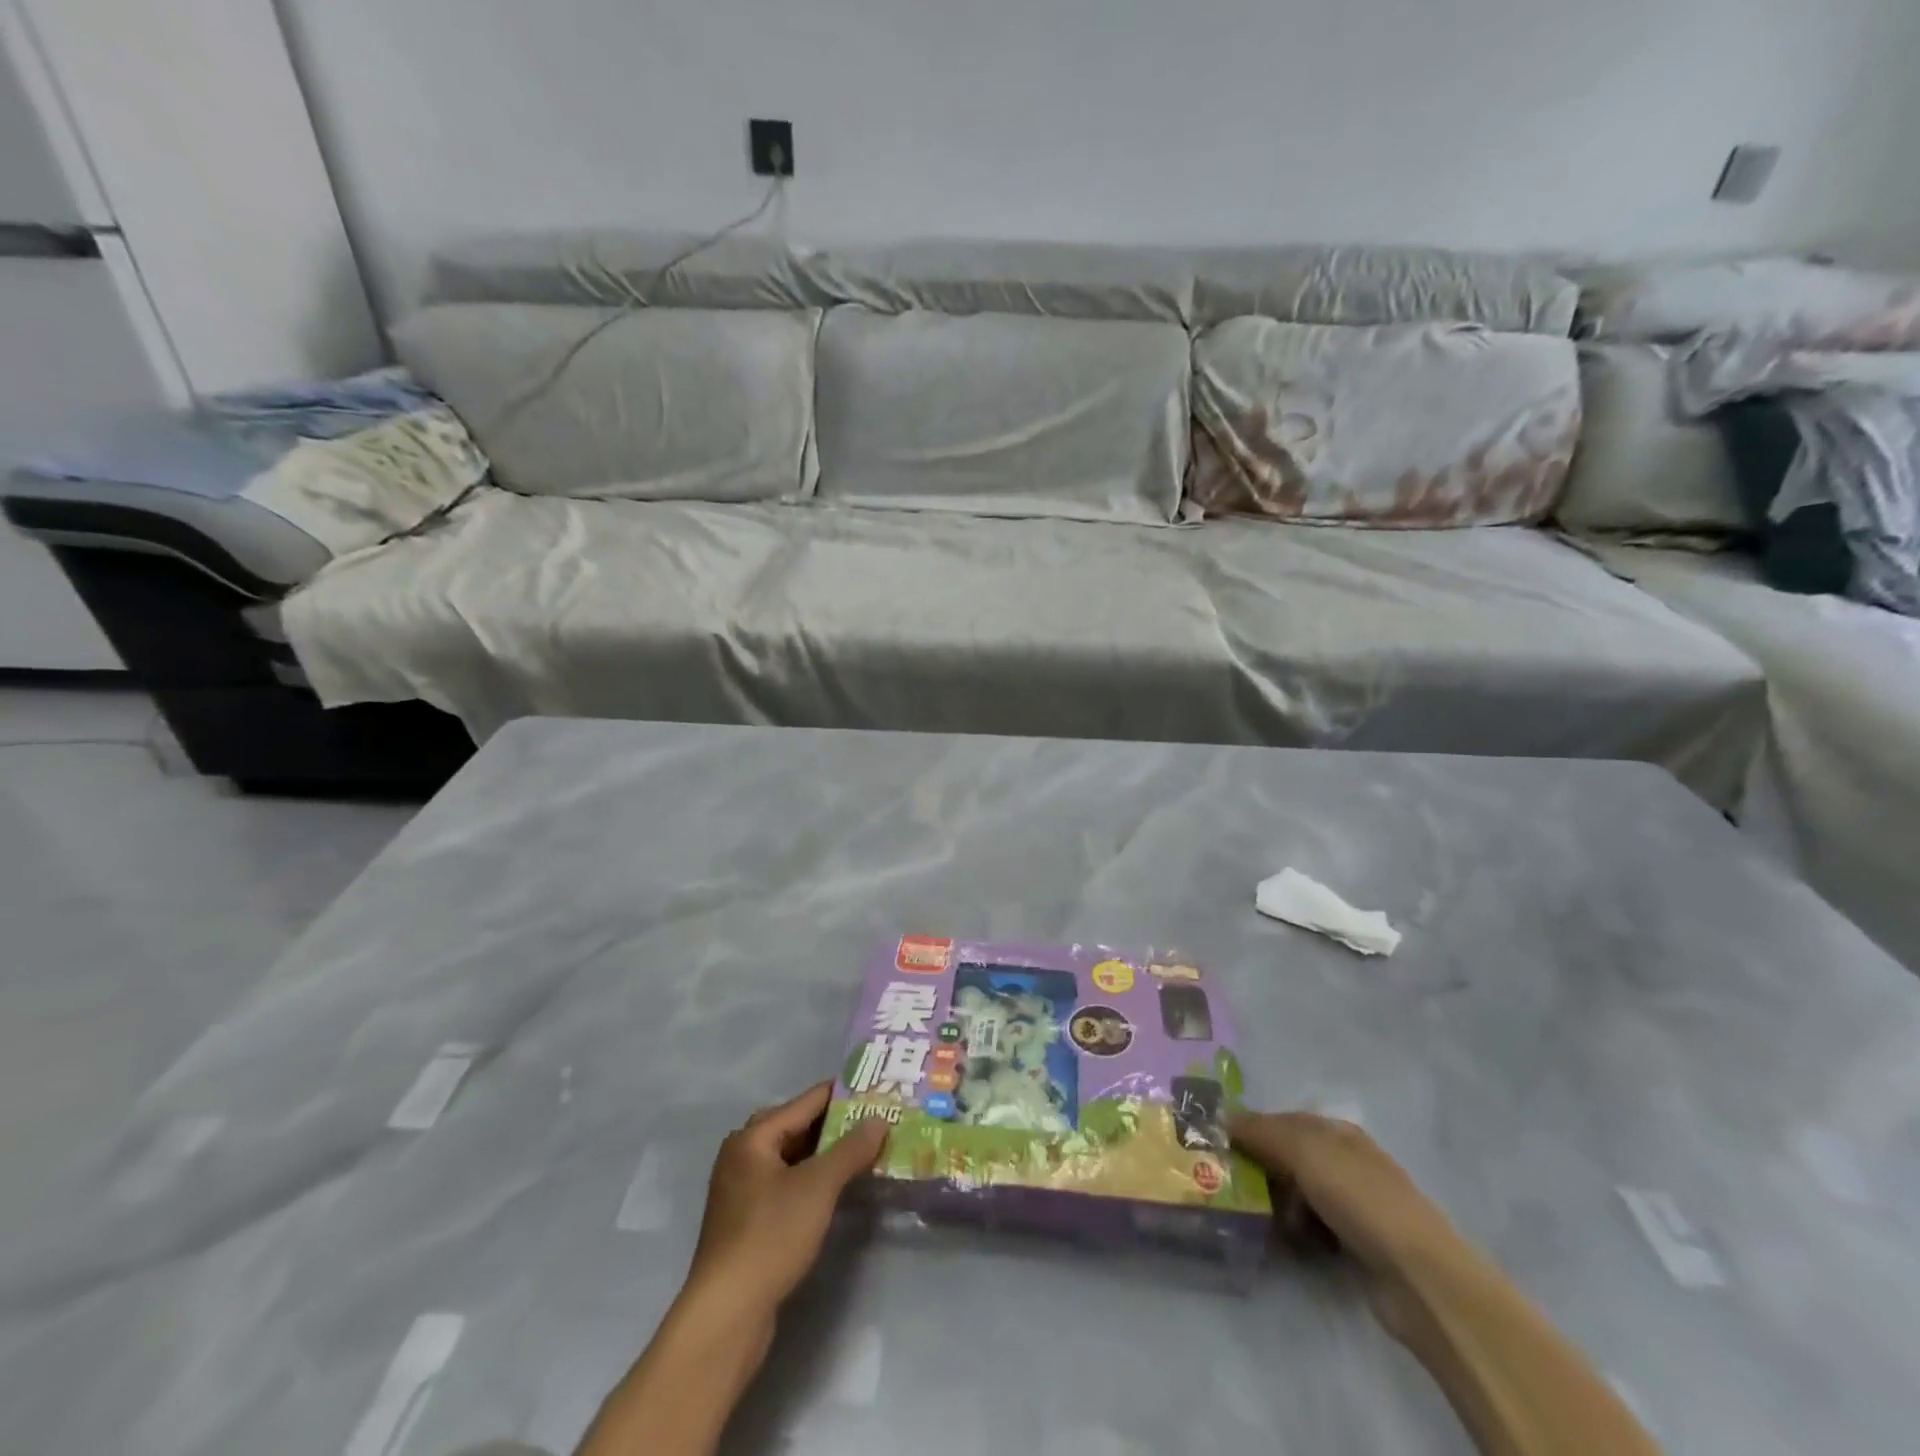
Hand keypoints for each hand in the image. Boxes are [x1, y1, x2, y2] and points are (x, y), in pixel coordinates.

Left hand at [685, 1082, 887, 1318]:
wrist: (727, 1314)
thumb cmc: (771, 1236)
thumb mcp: (818, 1187)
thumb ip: (851, 1149)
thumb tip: (879, 1119)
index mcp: (753, 1137)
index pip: (807, 1101)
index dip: (843, 1095)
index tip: (877, 1090)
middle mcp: (742, 1155)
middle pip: (798, 1127)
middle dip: (836, 1125)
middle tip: (876, 1121)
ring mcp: (742, 1190)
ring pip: (792, 1158)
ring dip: (826, 1155)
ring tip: (865, 1152)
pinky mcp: (747, 1221)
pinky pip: (786, 1184)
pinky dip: (812, 1180)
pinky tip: (837, 1190)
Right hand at [1230, 1110, 1452, 1275]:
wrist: (1421, 1278)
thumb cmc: (1361, 1199)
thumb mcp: (1305, 1152)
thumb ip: (1263, 1132)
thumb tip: (1225, 1118)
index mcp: (1339, 1133)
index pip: (1284, 1120)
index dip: (1254, 1129)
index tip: (1222, 1145)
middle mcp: (1347, 1162)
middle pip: (1291, 1157)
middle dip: (1263, 1168)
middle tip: (1232, 1184)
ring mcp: (1356, 1205)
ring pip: (1300, 1194)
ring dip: (1279, 1204)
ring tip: (1260, 1217)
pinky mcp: (1358, 1244)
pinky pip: (1314, 1227)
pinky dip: (1299, 1231)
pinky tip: (1288, 1241)